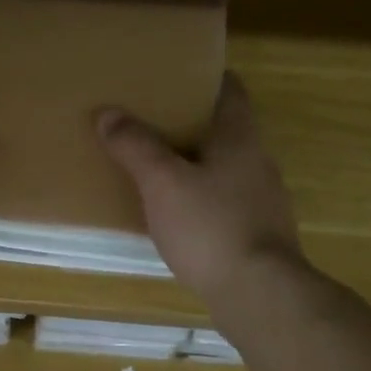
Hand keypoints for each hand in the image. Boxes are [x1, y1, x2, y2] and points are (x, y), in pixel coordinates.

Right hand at [97, 72, 307, 303]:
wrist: (258, 292)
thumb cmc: (210, 226)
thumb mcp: (162, 183)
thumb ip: (135, 147)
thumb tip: (108, 113)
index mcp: (240, 136)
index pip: (228, 88)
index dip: (200, 78)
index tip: (168, 79)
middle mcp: (258, 160)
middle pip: (224, 128)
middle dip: (188, 123)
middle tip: (147, 122)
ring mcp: (262, 199)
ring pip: (224, 167)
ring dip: (194, 163)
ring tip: (155, 168)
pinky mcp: (257, 232)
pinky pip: (225, 202)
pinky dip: (201, 199)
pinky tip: (177, 215)